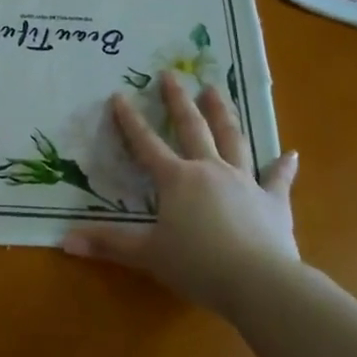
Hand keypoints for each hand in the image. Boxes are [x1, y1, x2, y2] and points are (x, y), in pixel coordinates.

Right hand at [59, 72, 299, 311]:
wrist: (259, 282)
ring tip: (216, 89)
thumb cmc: (198, 265)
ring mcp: (245, 182)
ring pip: (233, 139)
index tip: (119, 95)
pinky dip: (283, 166)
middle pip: (193, 128)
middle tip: (172, 74)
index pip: (147, 144)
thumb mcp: (147, 254)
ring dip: (224, 113)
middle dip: (179, 100)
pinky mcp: (274, 202)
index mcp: (177, 180)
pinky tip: (291, 153)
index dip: (130, 120)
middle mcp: (210, 170)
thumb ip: (109, 244)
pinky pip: (277, 179)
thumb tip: (65, 241)